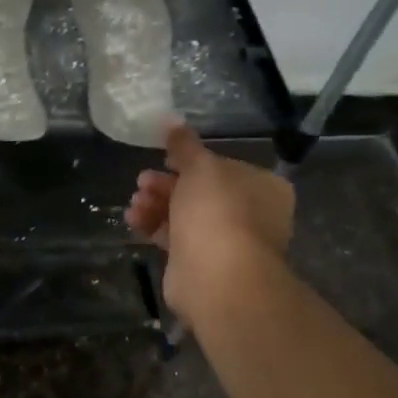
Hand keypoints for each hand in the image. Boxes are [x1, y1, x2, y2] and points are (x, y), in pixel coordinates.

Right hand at [126, 122, 294, 312]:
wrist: (218, 278)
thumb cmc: (217, 211)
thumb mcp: (199, 166)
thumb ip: (184, 144)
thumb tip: (171, 119)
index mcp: (263, 188)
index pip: (225, 166)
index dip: (193, 160)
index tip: (166, 157)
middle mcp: (250, 215)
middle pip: (201, 191)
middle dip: (167, 183)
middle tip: (143, 180)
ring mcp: (227, 242)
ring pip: (186, 214)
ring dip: (157, 203)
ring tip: (135, 201)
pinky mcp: (202, 264)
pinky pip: (176, 238)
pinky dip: (154, 226)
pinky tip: (134, 219)